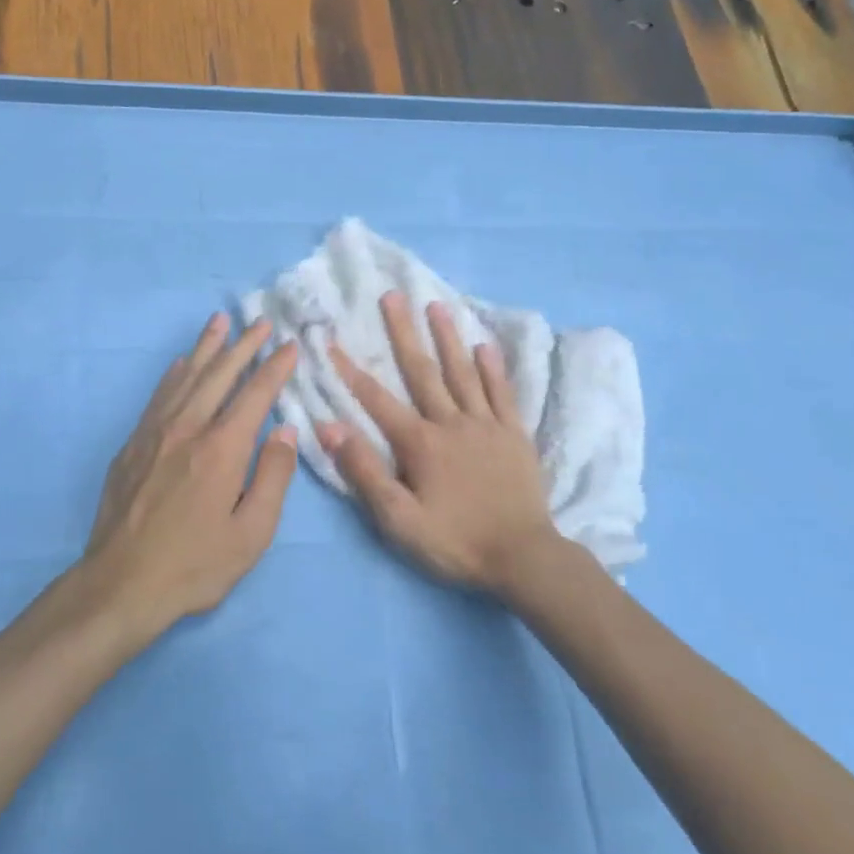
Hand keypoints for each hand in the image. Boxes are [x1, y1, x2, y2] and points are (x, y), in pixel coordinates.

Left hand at [83, 313, 299, 641]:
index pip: (255, 395)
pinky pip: (158, 395)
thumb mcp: (252, 533)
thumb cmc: (195, 564)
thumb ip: (274, 477)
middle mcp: (188, 428)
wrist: (121, 584)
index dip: (275, 368)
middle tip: (261, 322)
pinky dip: (174, 373)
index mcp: (222, 448)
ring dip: (206, 347)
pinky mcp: (133, 444)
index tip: (290, 345)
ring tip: (220, 321)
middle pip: (220, 374)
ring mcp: (155, 432)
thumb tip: (287, 430)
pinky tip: (181, 362)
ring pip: (186, 377)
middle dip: (244, 345)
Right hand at [315, 293, 559, 595]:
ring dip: (447, 337)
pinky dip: (493, 368)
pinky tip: (485, 346)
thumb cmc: (455, 541)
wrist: (523, 557)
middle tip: (392, 295)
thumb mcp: (399, 519)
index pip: (376, 399)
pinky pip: (501, 393)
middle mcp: (451, 422)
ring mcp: (486, 424)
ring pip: (462, 372)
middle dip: (404, 332)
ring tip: (436, 305)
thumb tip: (330, 427)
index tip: (332, 340)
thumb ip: (364, 471)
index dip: (350, 370)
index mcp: (419, 443)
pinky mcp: (514, 434)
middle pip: (422, 370)